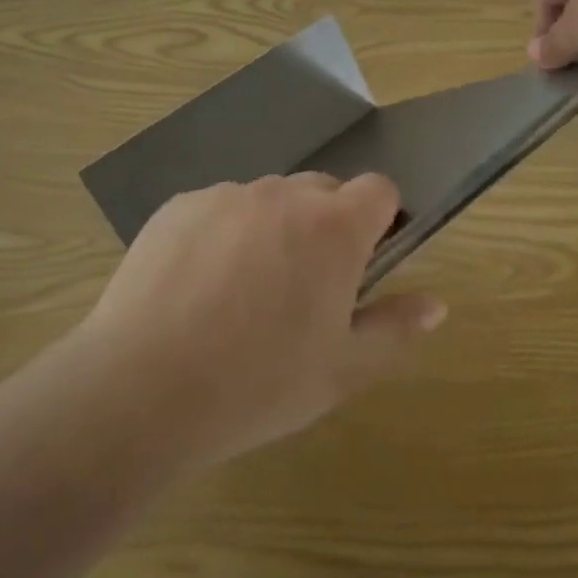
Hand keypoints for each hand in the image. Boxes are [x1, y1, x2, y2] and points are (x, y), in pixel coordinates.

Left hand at [73, 173, 445, 468]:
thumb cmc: (258, 384)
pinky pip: (219, 209)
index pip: (378, 189)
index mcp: (333, 228)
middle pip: (322, 191)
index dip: (380, 219)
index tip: (364, 260)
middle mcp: (282, 195)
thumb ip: (395, 328)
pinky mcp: (178, 206)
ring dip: (272, 229)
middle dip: (326, 225)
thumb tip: (436, 303)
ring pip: (268, 200)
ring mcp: (225, 196)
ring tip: (243, 293)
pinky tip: (198, 288)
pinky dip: (223, 234)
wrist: (142, 389)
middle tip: (304, 288)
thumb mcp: (342, 370)